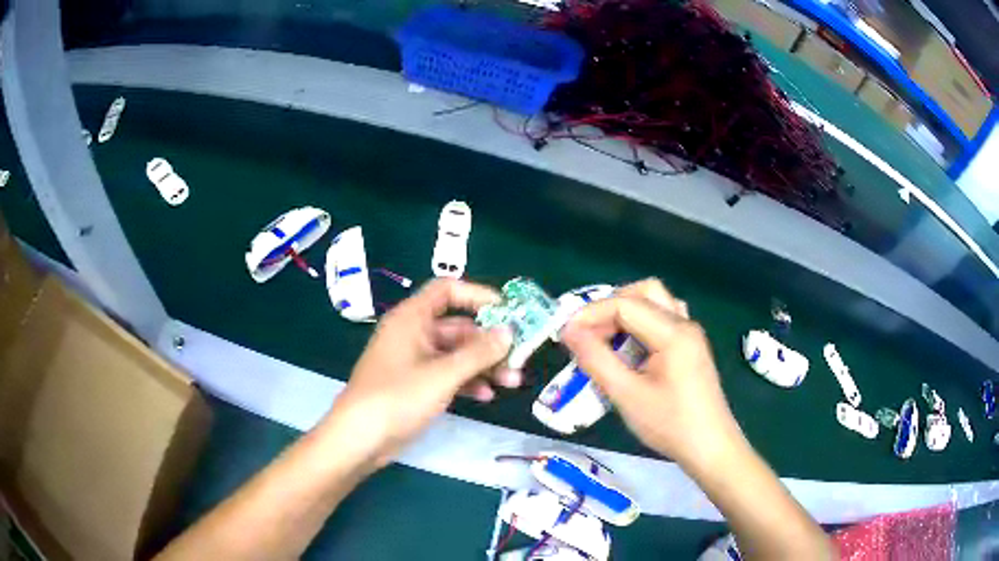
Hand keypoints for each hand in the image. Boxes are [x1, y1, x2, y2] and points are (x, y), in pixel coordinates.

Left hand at [323, 279, 518, 467]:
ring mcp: (413, 360)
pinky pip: (446, 373)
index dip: (478, 295)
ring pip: (455, 353)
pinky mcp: (414, 383)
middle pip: (457, 326)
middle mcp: (413, 333)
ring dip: (483, 365)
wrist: (360, 438)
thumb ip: (479, 353)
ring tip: (512, 381)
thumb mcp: (443, 374)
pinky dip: (466, 381)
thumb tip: (509, 332)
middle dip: (489, 342)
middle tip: (519, 357)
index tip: (508, 311)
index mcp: (412, 318)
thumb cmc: (398, 397)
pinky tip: (486, 396)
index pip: (448, 290)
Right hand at [561, 279, 743, 470]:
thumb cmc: (670, 424)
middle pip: (644, 292)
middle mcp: (684, 324)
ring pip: (655, 303)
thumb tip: (569, 332)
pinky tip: (631, 351)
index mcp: (673, 332)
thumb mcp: (627, 395)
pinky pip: (662, 320)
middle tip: (588, 334)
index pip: (625, 305)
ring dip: (627, 313)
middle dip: (611, 306)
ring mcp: (690, 335)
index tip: (565, 335)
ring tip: (606, 340)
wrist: (710, 448)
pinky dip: (641, 325)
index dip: (591, 314)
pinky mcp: (691, 348)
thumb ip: (596, 360)